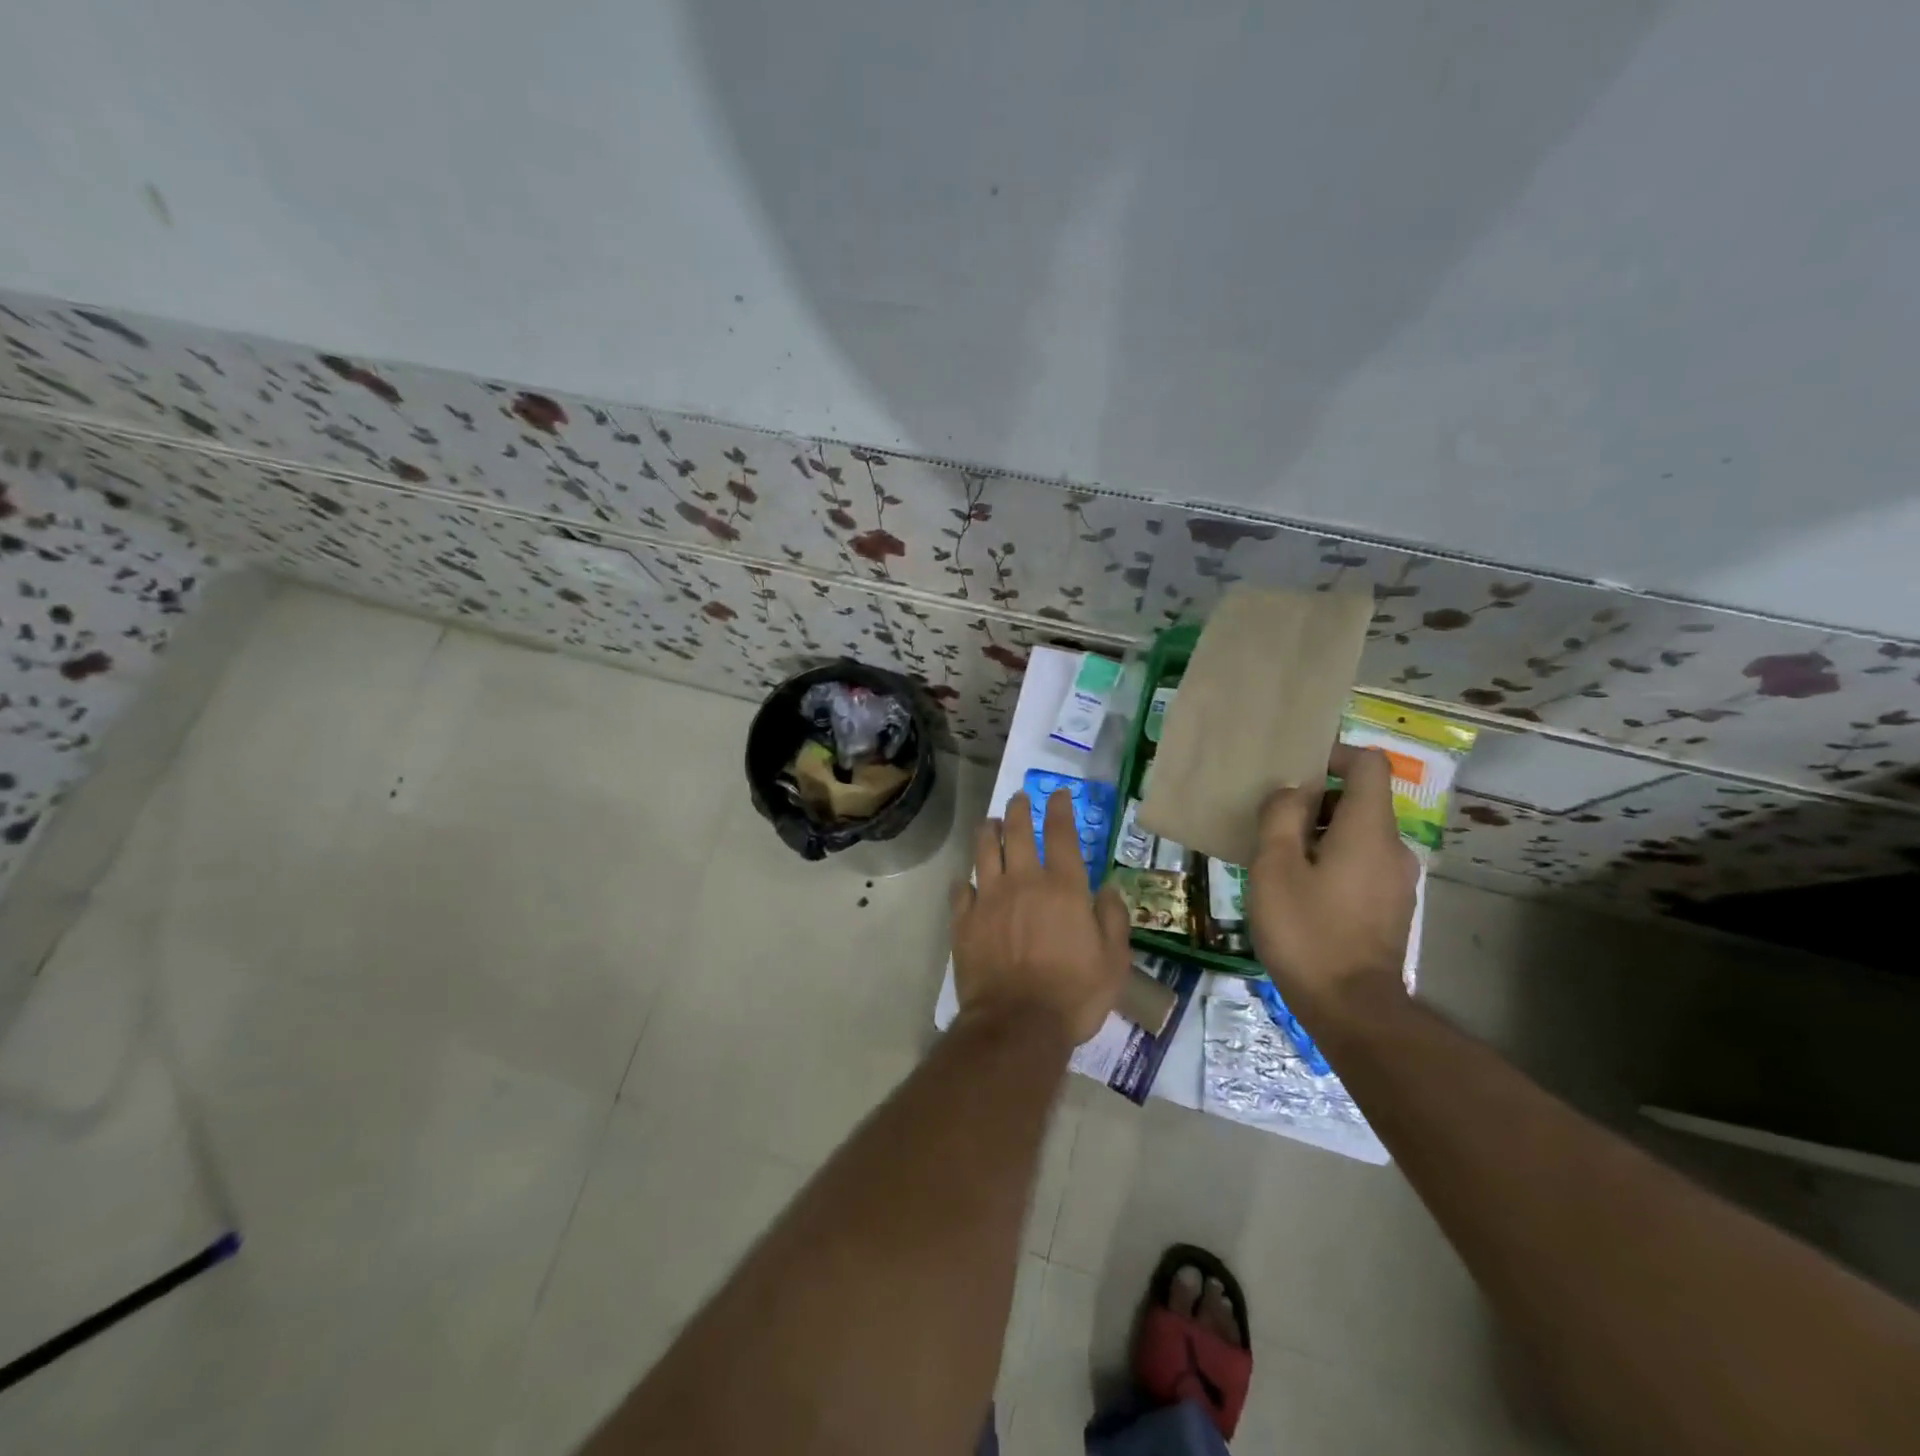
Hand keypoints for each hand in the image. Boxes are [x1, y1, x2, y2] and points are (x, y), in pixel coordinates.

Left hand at [950, 789, 1132, 1045]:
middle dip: (1019, 810)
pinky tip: (966, 879)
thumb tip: (1109, 888)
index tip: (1059, 794)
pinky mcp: (964, 920)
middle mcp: (1023, 882)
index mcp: (1063, 887)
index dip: (1060, 809)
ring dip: (988, 831)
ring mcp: (989, 898)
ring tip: (990, 822)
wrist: (1017, 1024)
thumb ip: (1113, 918)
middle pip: (1017, 832)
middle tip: (1019, 799)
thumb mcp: (1114, 961)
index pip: (1061, 834)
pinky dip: (965, 880)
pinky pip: (960, 889)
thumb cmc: (1074, 994)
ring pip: (984, 851)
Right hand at [1247, 744, 1417, 1018]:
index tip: (1296, 771)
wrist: (1352, 1008)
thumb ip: (1281, 817)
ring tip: (1278, 857)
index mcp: (1368, 829)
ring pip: (1358, 834)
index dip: (1334, 755)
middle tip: (1273, 820)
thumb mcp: (1275, 867)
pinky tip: (1299, 889)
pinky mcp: (1391, 907)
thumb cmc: (1307, 931)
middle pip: (1361, 799)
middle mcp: (1392, 847)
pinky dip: (1332, 860)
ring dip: (1320, 833)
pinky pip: (1362, 863)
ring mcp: (1397, 880)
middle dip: (1317, 799)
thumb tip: (1292, 791)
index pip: (1368, 765)